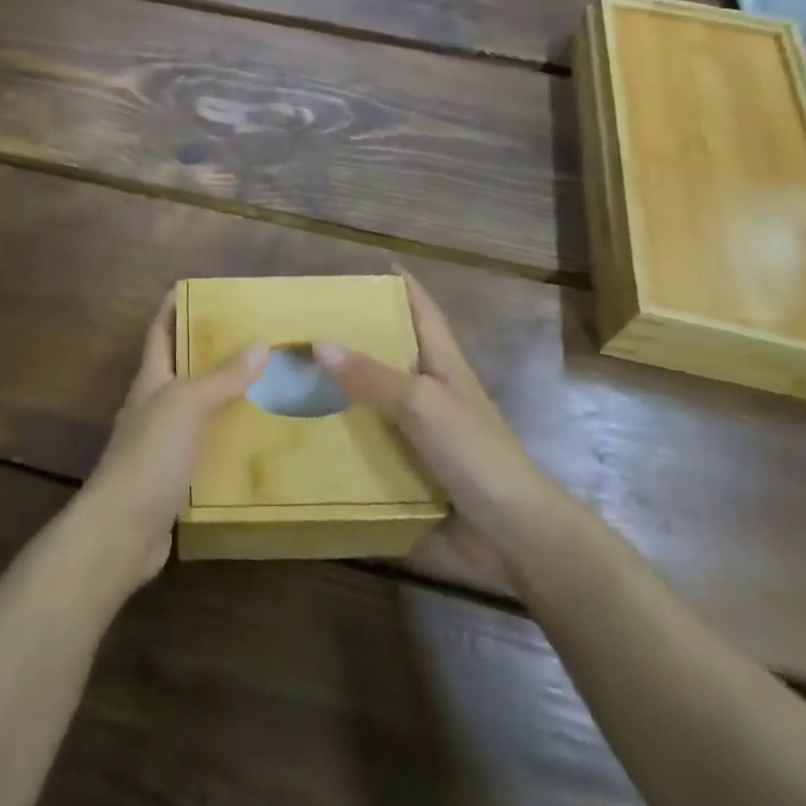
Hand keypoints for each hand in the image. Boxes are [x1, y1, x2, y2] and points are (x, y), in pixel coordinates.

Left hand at [71, 291, 265, 592]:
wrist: (121, 532)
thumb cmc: (149, 456)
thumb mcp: (186, 406)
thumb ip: (221, 378)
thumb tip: (260, 344)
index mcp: (151, 381)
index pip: (161, 332)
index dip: (173, 307)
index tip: (198, 288)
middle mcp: (155, 406)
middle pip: (183, 369)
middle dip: (212, 351)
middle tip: (254, 336)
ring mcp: (163, 444)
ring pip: (199, 410)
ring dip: (226, 397)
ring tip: (268, 384)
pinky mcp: (176, 478)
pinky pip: (207, 449)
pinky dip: (229, 440)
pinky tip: (257, 442)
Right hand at [315, 273, 553, 593]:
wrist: (514, 538)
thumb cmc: (476, 455)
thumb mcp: (422, 404)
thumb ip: (372, 376)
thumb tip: (319, 343)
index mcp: (443, 366)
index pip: (423, 312)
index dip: (402, 287)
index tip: (371, 267)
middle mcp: (430, 396)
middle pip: (390, 356)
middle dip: (353, 340)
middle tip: (305, 327)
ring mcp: (420, 438)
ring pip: (373, 405)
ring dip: (339, 396)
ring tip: (290, 381)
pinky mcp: (409, 475)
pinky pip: (368, 451)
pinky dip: (341, 444)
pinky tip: (304, 441)